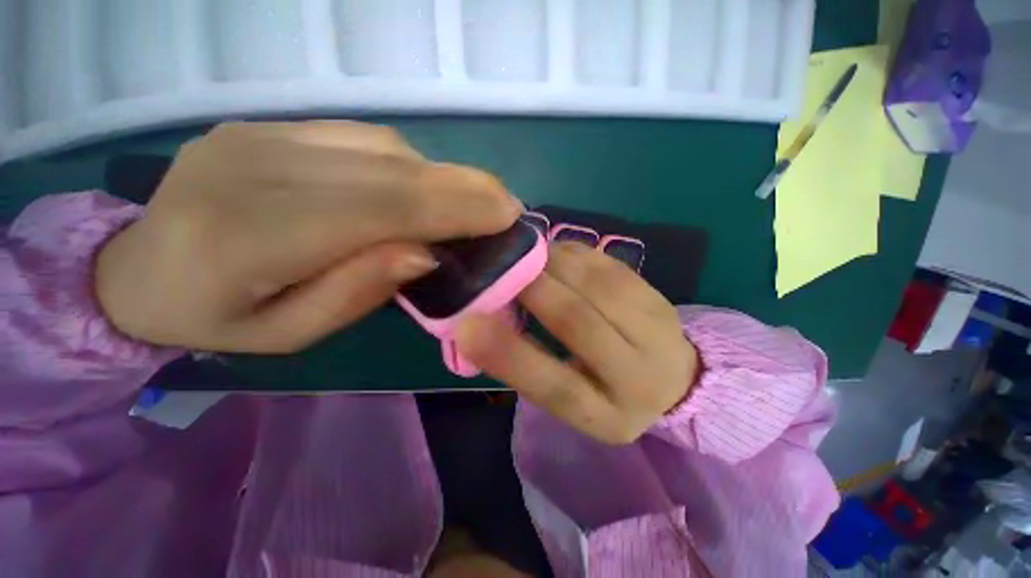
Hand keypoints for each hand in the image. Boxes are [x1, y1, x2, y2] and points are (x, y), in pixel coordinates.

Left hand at [96, 121, 519, 351]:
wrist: (134, 270)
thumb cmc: (214, 319)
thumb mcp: (290, 335)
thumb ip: (358, 291)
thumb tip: (424, 252)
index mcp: (249, 235)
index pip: (381, 210)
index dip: (453, 208)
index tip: (505, 215)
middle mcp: (255, 166)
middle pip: (390, 169)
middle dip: (463, 186)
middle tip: (507, 203)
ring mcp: (261, 135)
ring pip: (383, 147)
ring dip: (442, 175)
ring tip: (476, 199)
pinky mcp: (269, 126)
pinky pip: (361, 138)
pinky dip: (409, 163)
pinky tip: (425, 185)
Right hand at [456, 243, 699, 444]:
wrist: (671, 380)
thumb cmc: (605, 393)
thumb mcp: (567, 399)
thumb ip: (529, 367)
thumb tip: (481, 325)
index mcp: (608, 415)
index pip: (554, 387)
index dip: (508, 354)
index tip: (466, 324)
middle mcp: (639, 376)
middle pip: (578, 322)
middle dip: (532, 289)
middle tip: (499, 270)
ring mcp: (656, 330)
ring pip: (595, 285)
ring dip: (552, 264)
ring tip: (525, 257)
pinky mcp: (656, 296)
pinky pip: (608, 265)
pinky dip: (573, 254)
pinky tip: (554, 254)